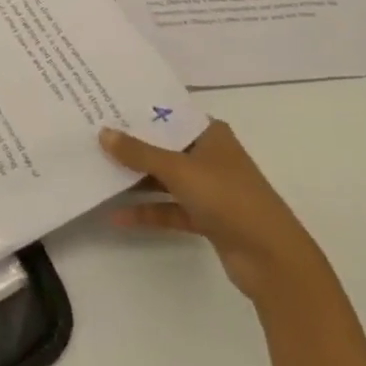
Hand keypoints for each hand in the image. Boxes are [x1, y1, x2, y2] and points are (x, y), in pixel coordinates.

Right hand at [98, 119, 327, 304]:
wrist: (273, 261)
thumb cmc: (229, 199)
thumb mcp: (179, 170)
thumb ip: (139, 153)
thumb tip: (103, 133)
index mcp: (210, 134)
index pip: (168, 114)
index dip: (138, 111)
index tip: (105, 105)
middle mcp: (210, 156)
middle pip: (164, 146)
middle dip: (131, 145)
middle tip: (93, 137)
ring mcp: (209, 188)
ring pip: (165, 178)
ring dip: (136, 180)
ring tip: (98, 172)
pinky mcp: (207, 218)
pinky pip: (169, 208)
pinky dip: (148, 211)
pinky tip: (118, 216)